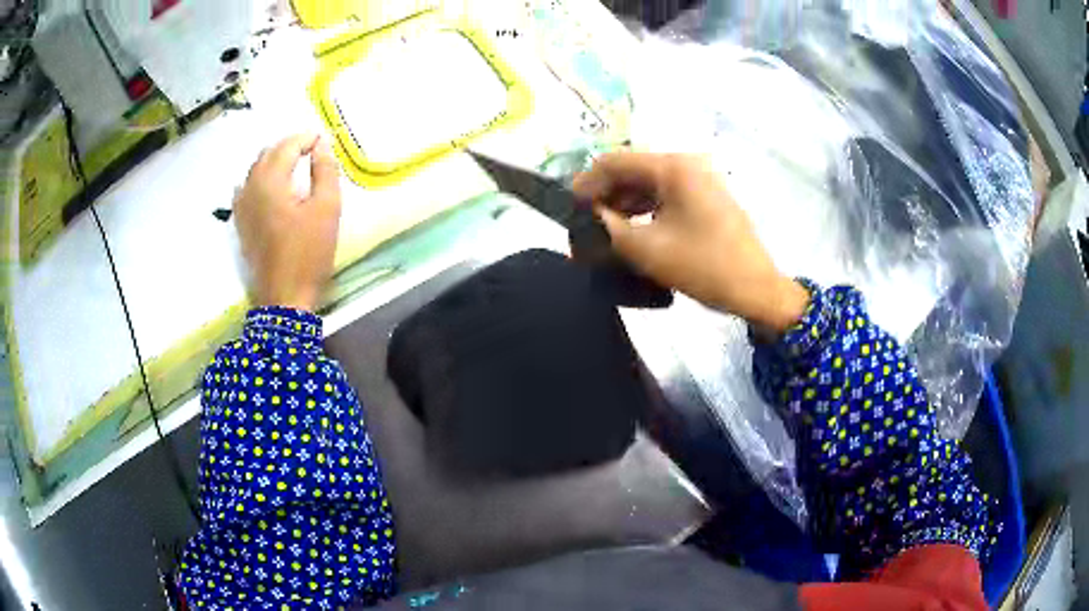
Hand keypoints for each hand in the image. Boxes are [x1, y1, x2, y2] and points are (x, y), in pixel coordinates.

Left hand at [234, 134, 341, 311]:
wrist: (284, 297)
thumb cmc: (308, 253)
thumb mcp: (327, 209)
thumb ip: (325, 171)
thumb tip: (322, 145)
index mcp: (271, 181)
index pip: (288, 145)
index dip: (308, 138)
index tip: (326, 140)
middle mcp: (250, 186)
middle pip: (269, 153)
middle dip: (291, 146)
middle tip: (314, 150)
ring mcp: (241, 205)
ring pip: (256, 168)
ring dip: (276, 160)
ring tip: (297, 165)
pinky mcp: (240, 221)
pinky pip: (248, 187)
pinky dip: (262, 177)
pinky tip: (273, 185)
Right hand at [573, 152, 808, 332]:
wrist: (756, 289)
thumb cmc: (704, 266)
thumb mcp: (646, 249)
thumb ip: (607, 227)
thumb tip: (587, 216)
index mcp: (673, 167)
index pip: (615, 161)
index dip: (586, 182)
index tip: (566, 208)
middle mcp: (686, 164)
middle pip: (632, 170)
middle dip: (604, 195)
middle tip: (582, 224)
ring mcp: (699, 180)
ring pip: (648, 184)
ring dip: (623, 204)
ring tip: (602, 231)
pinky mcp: (705, 198)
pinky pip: (665, 196)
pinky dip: (644, 210)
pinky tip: (630, 230)